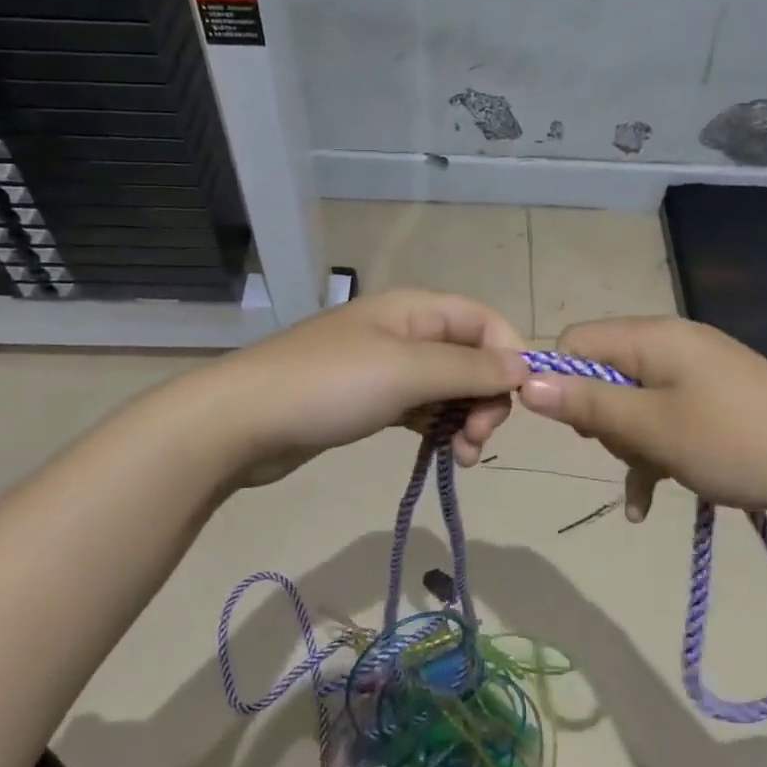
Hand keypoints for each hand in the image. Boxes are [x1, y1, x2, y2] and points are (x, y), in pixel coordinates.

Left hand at [200, 290, 527, 485]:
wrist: (243, 422)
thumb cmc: (331, 386)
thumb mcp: (408, 371)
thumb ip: (470, 368)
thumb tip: (523, 366)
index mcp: (416, 310)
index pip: (485, 321)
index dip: (509, 356)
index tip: (518, 402)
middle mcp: (406, 332)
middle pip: (470, 357)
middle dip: (485, 397)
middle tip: (478, 439)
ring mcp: (386, 367)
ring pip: (448, 387)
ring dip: (465, 419)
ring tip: (462, 456)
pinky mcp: (370, 399)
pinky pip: (421, 408)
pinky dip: (437, 428)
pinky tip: (442, 454)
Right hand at [517, 317, 766, 523]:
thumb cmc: (734, 442)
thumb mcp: (652, 428)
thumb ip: (588, 404)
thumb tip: (525, 381)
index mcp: (652, 337)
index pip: (576, 342)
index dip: (560, 382)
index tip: (573, 428)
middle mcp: (670, 344)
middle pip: (603, 373)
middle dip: (601, 419)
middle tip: (624, 450)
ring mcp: (696, 372)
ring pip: (632, 402)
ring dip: (629, 444)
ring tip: (648, 479)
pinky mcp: (714, 400)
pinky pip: (664, 419)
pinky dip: (653, 454)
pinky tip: (647, 503)